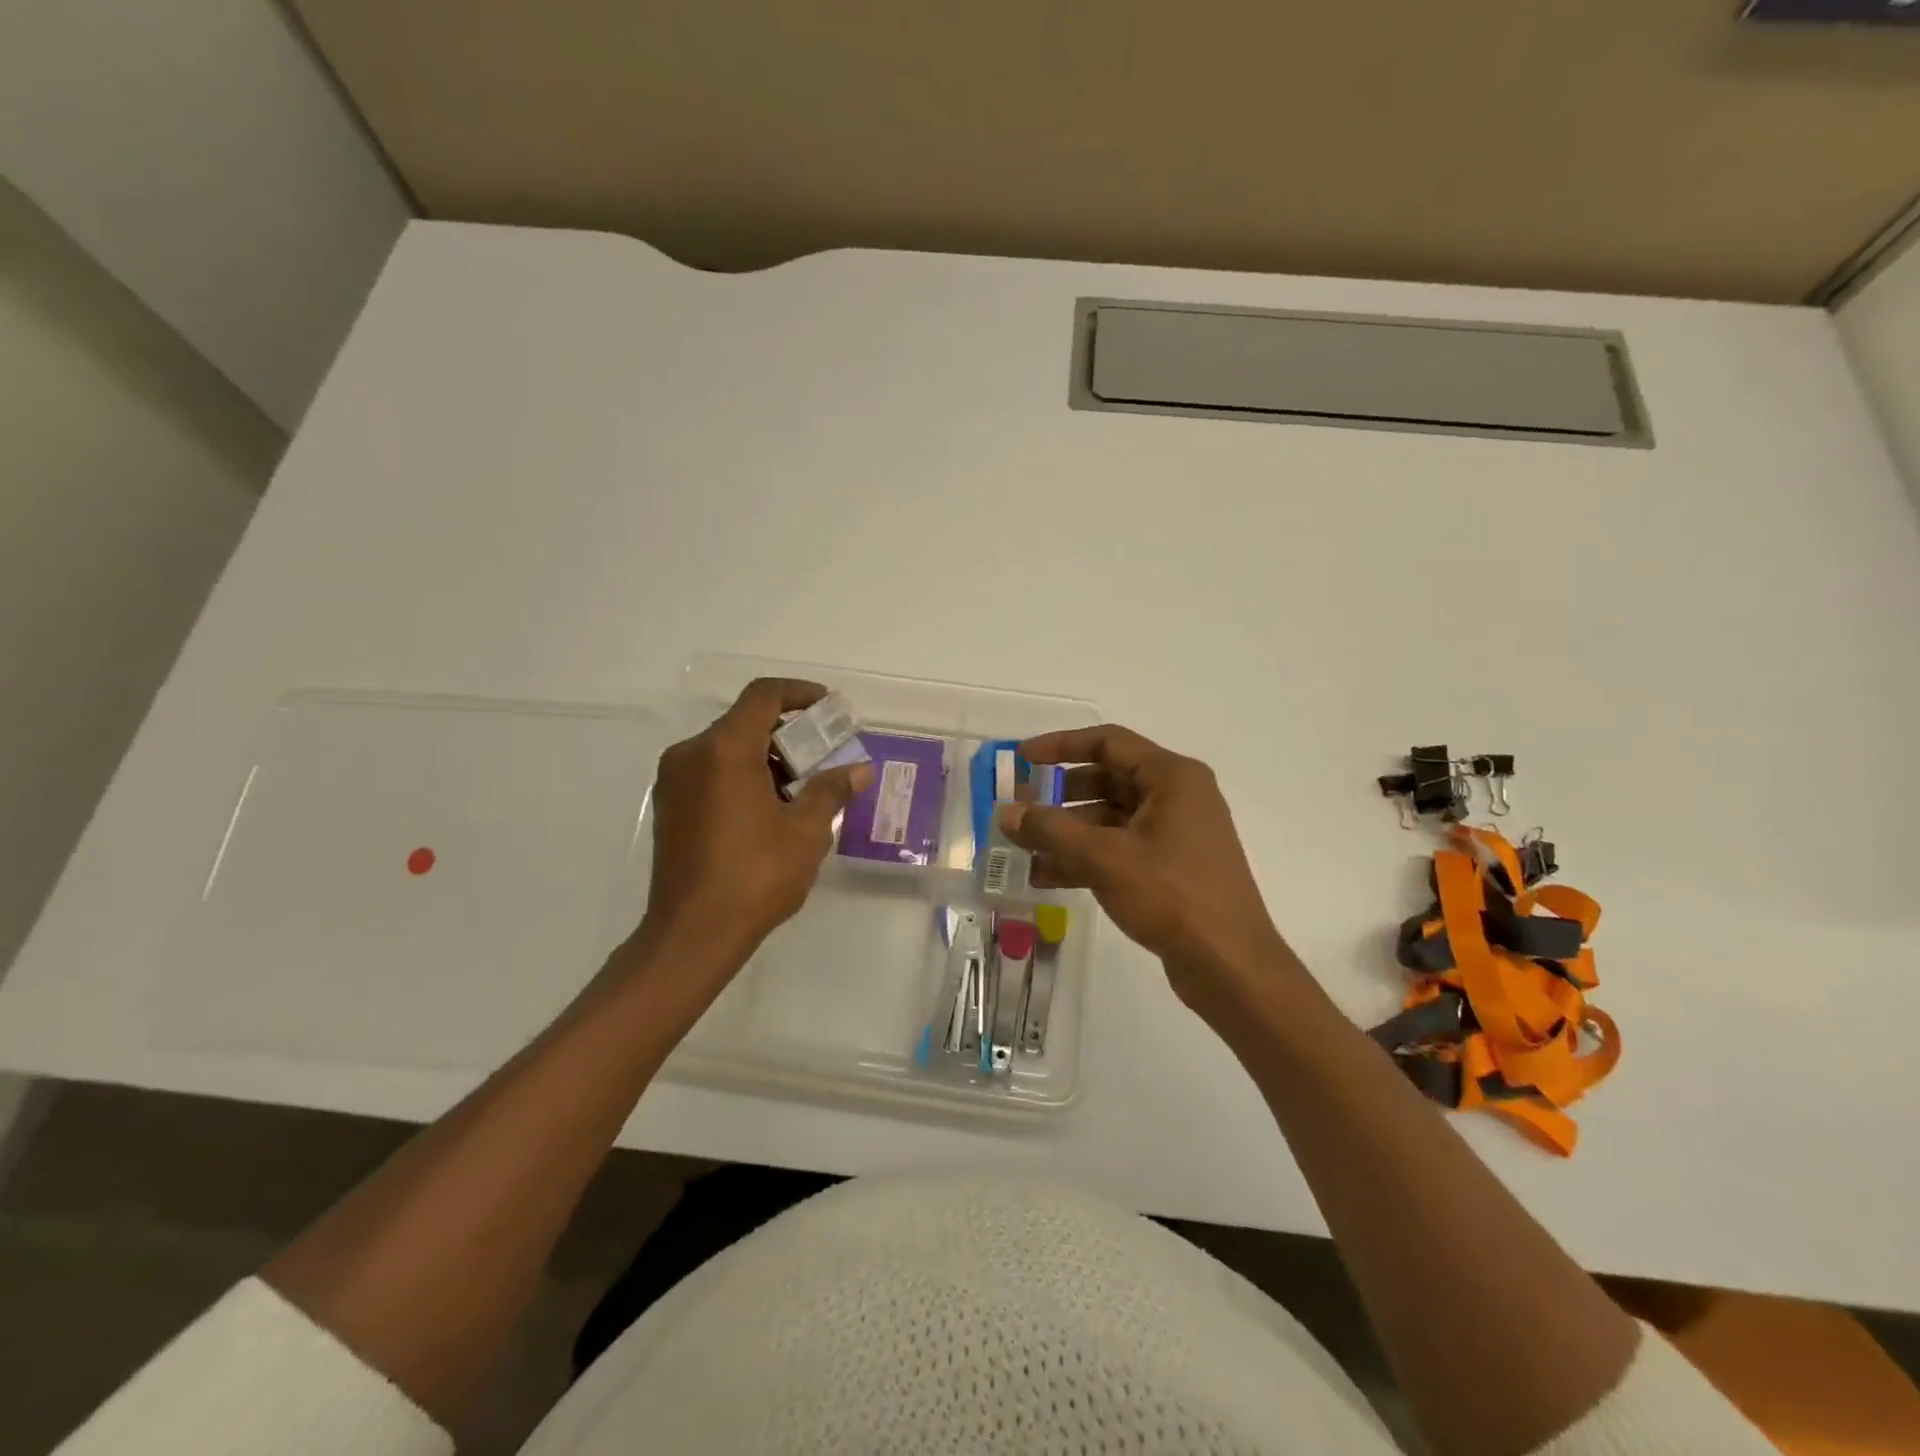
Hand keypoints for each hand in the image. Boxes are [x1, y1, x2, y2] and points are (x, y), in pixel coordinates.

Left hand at [639, 678, 871, 967]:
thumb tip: (859, 770)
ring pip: (727, 748)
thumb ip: (831, 791)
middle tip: (824, 755)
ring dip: (766, 757)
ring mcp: (674, 781)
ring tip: (802, 789)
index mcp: (724, 750)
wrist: (692, 934)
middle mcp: (691, 754)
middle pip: (745, 722)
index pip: (763, 696)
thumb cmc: (755, 876)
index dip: (800, 693)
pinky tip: (769, 809)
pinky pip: (711, 771)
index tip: (829, 709)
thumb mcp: (805, 832)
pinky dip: (742, 775)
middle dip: (789, 733)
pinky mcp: (669, 806)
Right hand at [999, 725, 1294, 1012]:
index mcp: (1172, 778)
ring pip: (1110, 819)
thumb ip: (1051, 830)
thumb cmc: (1172, 896)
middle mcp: (1177, 797)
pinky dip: (1086, 857)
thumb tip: (1005, 812)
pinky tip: (1046, 876)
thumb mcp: (1105, 858)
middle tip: (1020, 808)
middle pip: (1108, 780)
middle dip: (1060, 795)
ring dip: (1068, 832)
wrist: (1230, 966)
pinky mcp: (1170, 867)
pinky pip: (1119, 848)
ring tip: (1024, 848)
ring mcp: (1175, 834)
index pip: (1108, 743)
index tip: (1023, 758)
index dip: (1061, 746)